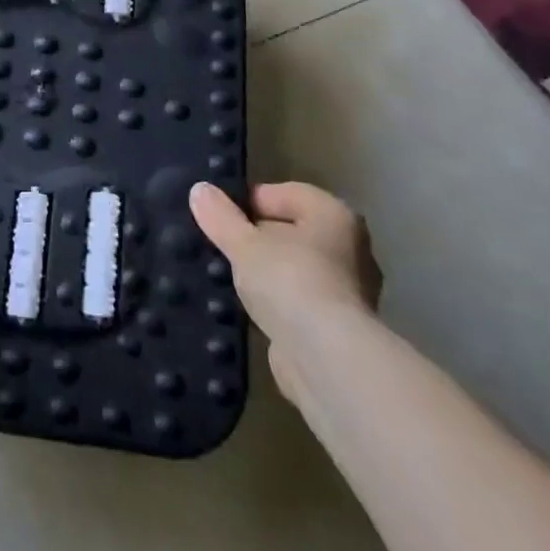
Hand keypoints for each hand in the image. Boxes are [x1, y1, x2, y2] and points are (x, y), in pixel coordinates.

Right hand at [189, 181, 382, 409]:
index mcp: (334, 215)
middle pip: (293, 231)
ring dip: (267, 273)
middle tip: (223, 245)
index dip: (251, 200)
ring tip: (230, 278)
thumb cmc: (290, 281)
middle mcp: (350, 248)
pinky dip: (278, 304)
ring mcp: (348, 292)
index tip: (220, 215)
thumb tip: (199, 190)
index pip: (287, 193)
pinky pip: (300, 303)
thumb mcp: (244, 243)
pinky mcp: (339, 330)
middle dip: (259, 238)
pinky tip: (250, 311)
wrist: (329, 360)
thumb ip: (221, 217)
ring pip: (296, 269)